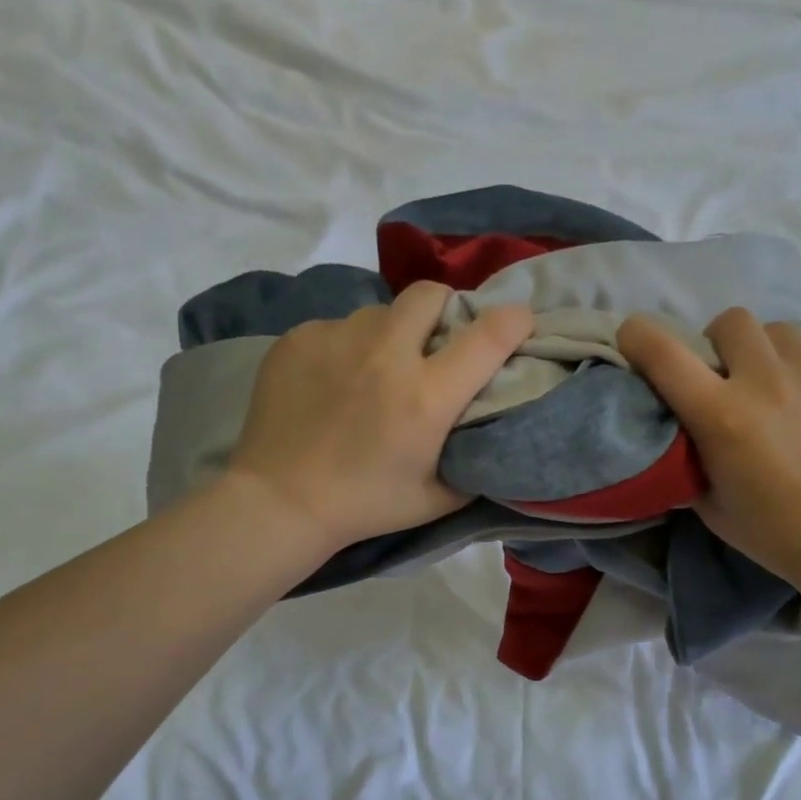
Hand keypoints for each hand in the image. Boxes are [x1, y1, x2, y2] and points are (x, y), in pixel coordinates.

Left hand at [228, 281, 533, 550]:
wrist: (280, 501)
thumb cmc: (364, 505)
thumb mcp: (436, 499)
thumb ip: (472, 463)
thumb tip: (490, 435)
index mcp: (427, 395)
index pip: (487, 336)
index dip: (514, 321)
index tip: (520, 322)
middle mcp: (387, 353)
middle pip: (430, 294)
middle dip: (445, 308)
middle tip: (438, 339)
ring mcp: (338, 339)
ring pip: (380, 312)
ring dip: (392, 333)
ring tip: (376, 368)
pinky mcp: (299, 338)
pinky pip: (338, 328)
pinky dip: (347, 348)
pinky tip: (334, 382)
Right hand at [617, 308, 800, 584]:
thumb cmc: (775, 533)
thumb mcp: (710, 504)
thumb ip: (689, 458)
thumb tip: (682, 430)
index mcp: (721, 416)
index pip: (664, 354)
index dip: (639, 337)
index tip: (636, 341)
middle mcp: (765, 380)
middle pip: (729, 322)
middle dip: (719, 344)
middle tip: (728, 377)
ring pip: (777, 329)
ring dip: (765, 352)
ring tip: (777, 385)